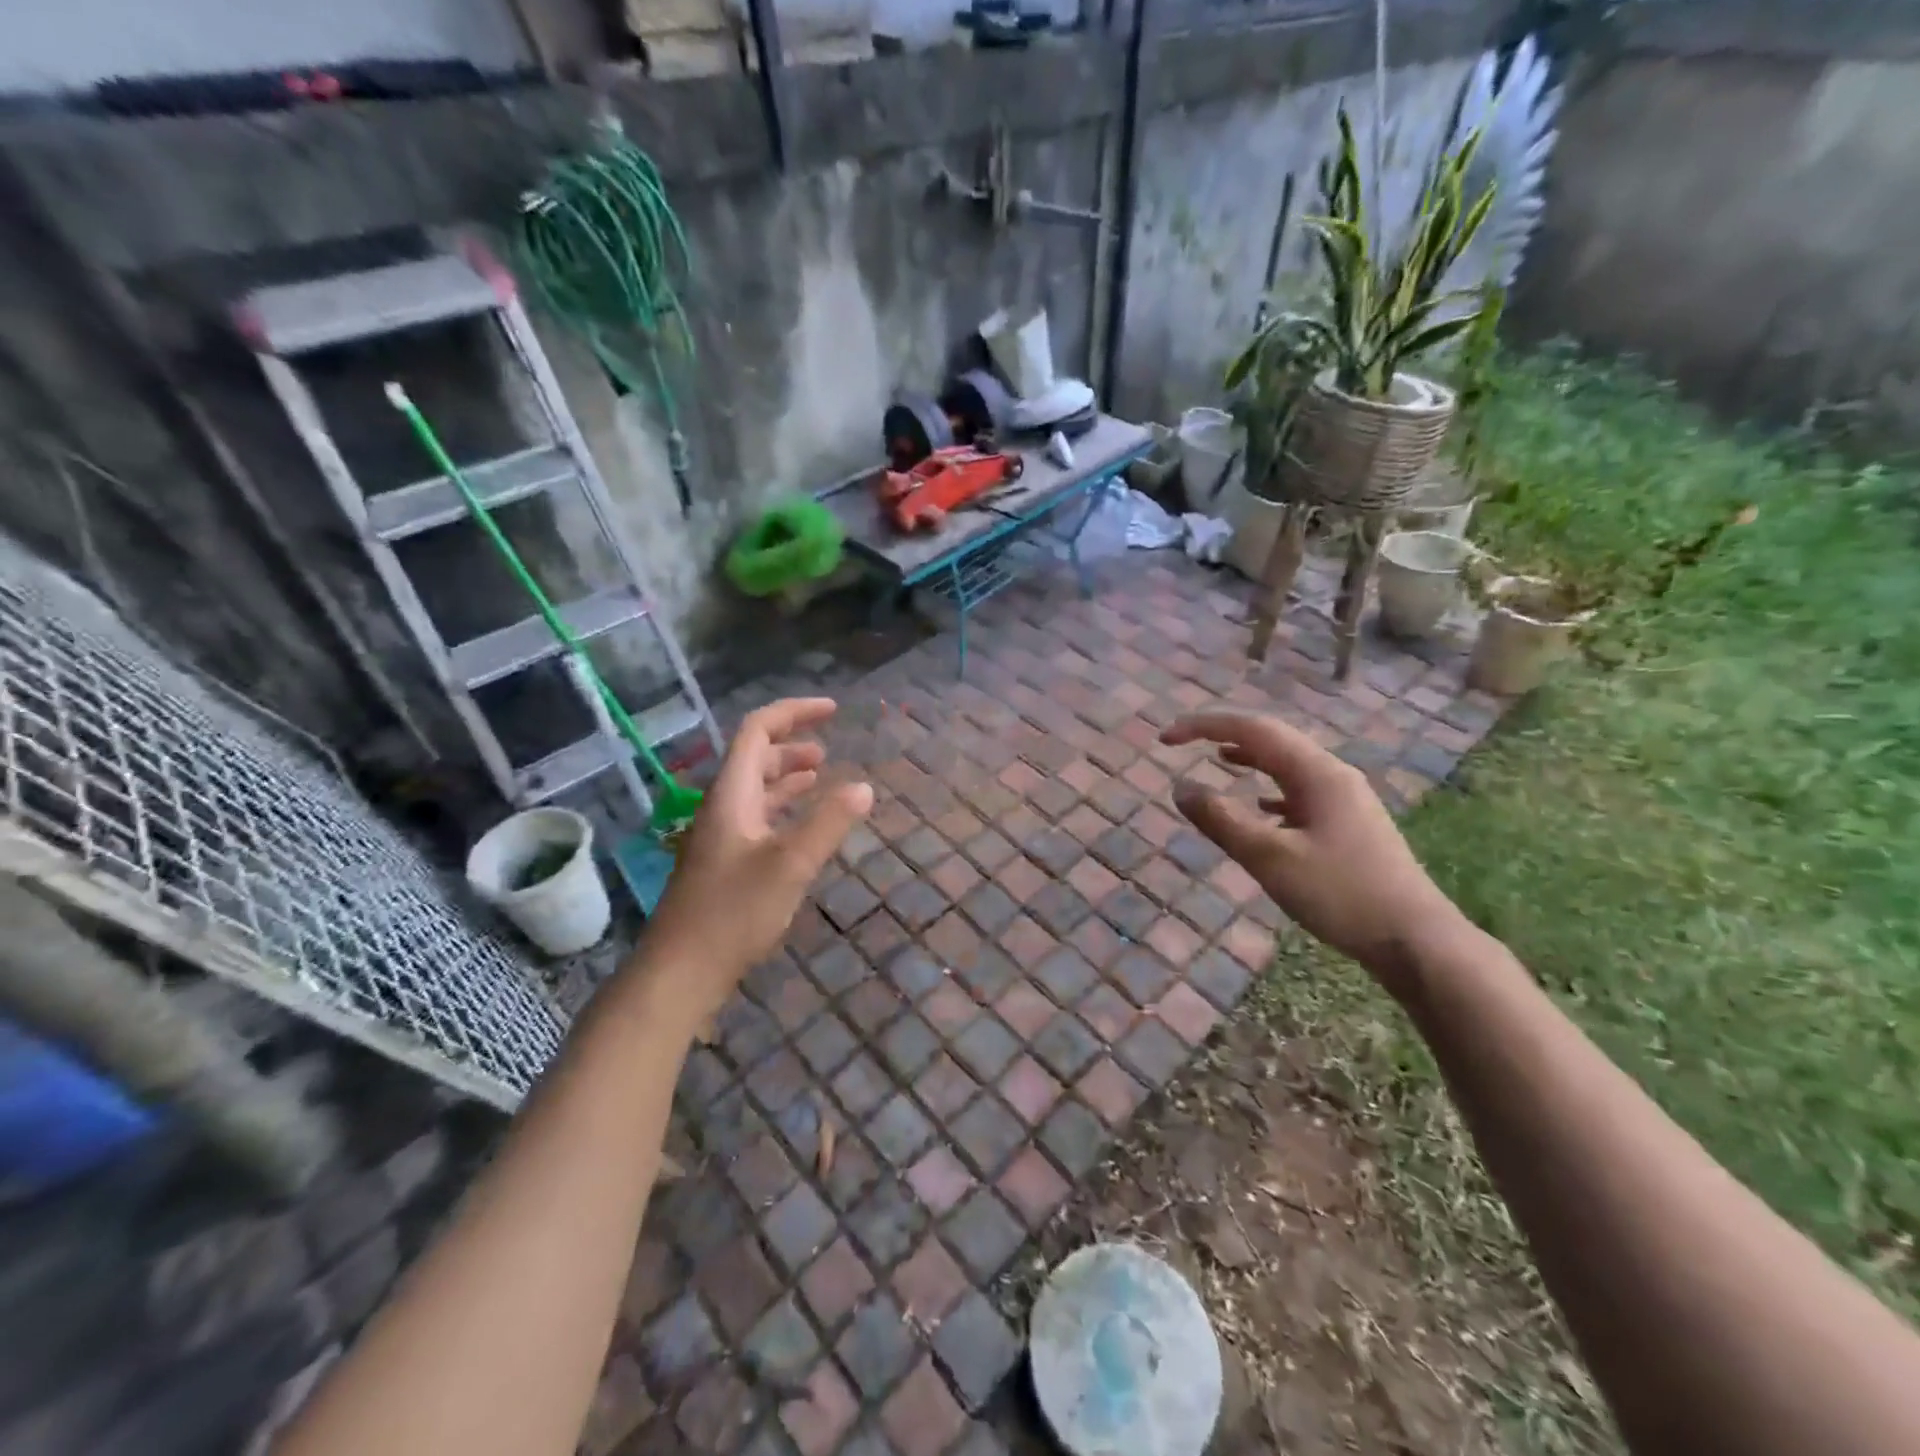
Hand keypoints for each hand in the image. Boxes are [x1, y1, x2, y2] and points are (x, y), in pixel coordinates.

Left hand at [638, 699, 871, 1025]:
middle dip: (792, 744)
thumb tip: (863, 787)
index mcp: (732, 795)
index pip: (758, 731)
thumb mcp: (790, 865)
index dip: (794, 712)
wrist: (680, 973)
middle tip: (829, 749)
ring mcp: (721, 837)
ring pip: (756, 790)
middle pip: (755, 758)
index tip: (832, 710)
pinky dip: (784, 809)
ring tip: (821, 778)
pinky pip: (758, 819)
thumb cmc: (733, 913)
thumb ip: (828, 823)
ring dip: (788, 777)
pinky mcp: (725, 864)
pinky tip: (802, 826)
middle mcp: (723, 807)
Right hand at [1163, 710, 1460, 987]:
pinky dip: (1269, 788)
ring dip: (1248, 757)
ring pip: (1287, 764)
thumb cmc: (1340, 895)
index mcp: (1317, 772)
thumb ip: (1222, 820)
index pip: (1252, 729)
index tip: (1166, 739)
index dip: (1204, 726)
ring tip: (1216, 759)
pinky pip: (1299, 791)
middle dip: (1224, 735)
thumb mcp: (1270, 858)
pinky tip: (1259, 805)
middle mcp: (1332, 774)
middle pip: (1271, 739)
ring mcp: (1344, 799)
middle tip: (1183, 743)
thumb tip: (1181, 788)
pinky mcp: (1348, 824)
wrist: (1415, 939)